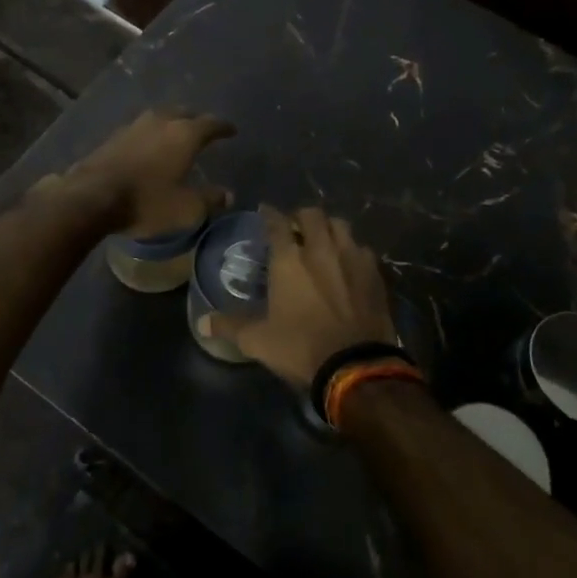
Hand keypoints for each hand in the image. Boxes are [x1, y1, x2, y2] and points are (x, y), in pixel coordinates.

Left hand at [44, 108, 234, 234]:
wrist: (92, 197)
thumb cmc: (147, 201)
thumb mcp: (186, 209)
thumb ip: (210, 200)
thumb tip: (228, 195)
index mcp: (185, 134)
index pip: (211, 123)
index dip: (223, 127)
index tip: (232, 130)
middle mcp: (161, 121)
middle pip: (184, 113)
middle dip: (196, 120)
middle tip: (203, 130)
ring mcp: (135, 126)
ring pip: (160, 117)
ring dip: (171, 123)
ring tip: (176, 134)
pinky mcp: (114, 136)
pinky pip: (141, 129)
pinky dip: (151, 134)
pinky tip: (149, 146)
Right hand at [201, 206, 397, 387]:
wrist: (356, 366)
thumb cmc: (301, 348)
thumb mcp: (258, 340)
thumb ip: (230, 326)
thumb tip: (202, 323)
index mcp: (289, 260)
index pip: (277, 223)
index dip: (270, 214)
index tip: (265, 211)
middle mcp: (320, 249)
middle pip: (312, 215)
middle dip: (301, 216)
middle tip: (295, 227)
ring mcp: (352, 257)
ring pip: (340, 226)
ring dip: (329, 228)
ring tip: (323, 239)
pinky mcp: (374, 273)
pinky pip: (363, 249)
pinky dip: (353, 250)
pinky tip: (350, 263)